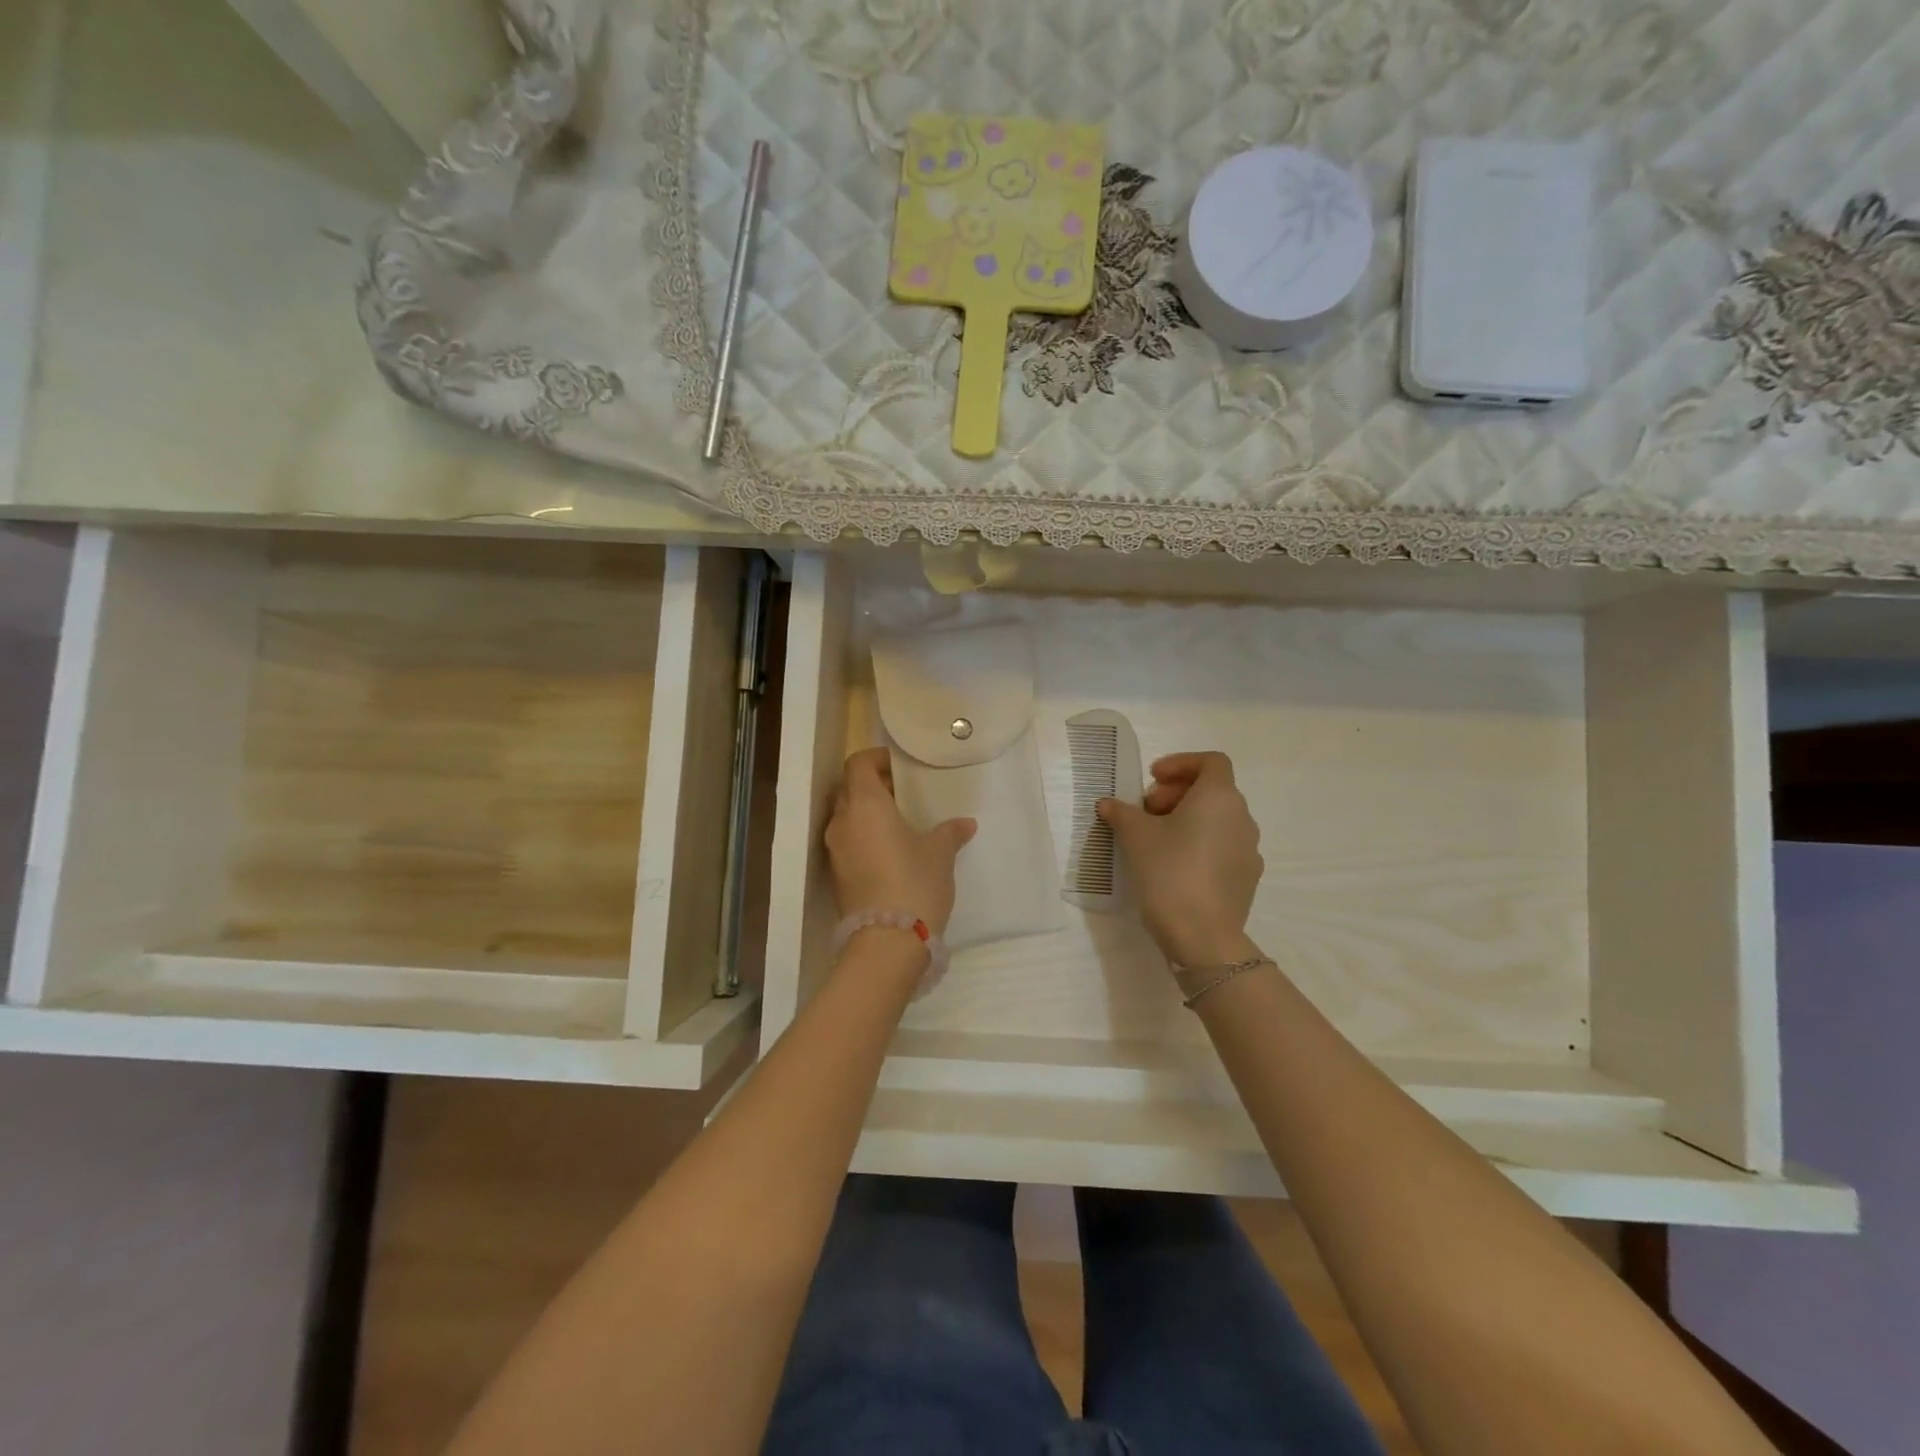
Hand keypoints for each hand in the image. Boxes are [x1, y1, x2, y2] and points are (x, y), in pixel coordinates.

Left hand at [825, 747, 976, 934]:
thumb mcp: (940, 853)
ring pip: (847, 816)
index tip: (900, 766)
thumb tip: (965, 824)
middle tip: (904, 792)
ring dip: (868, 812)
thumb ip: (950, 832)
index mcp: (865, 804)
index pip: (858, 764)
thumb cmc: (915, 882)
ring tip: (900, 821)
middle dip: (873, 785)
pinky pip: (848, 841)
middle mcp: (842, 821)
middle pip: (849, 788)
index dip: (876, 759)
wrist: (887, 941)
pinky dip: (864, 835)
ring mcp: (835, 849)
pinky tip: (891, 849)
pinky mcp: (837, 874)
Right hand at [1098, 751, 1263, 965]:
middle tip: (1147, 811)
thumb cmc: (1169, 872)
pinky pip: (1223, 846)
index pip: (1211, 761)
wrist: (1202, 936)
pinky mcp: (1246, 876)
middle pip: (1213, 789)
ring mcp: (1249, 849)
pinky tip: (1175, 865)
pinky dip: (1201, 843)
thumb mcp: (1134, 836)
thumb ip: (1121, 812)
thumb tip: (1107, 803)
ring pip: (1218, 819)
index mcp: (1219, 797)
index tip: (1153, 779)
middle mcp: (1242, 816)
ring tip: (1157, 838)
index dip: (1181, 763)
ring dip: (1188, 818)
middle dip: (1178, 793)